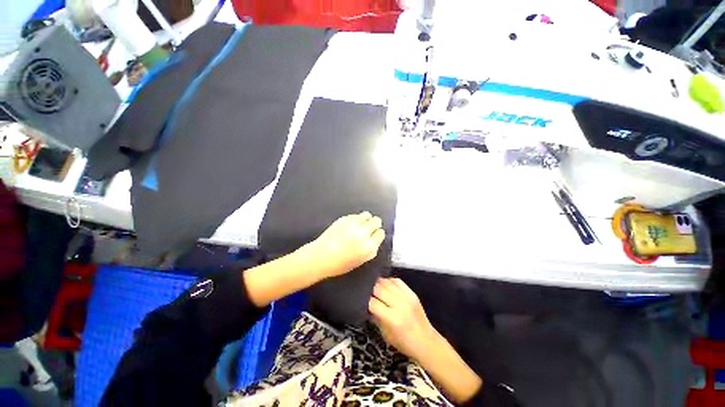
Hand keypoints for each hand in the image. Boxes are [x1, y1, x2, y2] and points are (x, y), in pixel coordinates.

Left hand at [303, 212, 385, 279]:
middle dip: (374, 224)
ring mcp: (353, 224)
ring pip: (367, 214)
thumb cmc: (340, 264)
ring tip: (360, 224)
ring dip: (366, 219)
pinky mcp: (344, 219)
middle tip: (369, 228)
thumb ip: (371, 250)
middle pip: (376, 221)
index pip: (381, 233)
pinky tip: (349, 226)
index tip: (374, 235)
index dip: (378, 234)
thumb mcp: (360, 261)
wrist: (320, 257)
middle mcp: (363, 233)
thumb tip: (375, 239)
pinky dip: (355, 219)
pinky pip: (355, 215)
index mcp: (368, 247)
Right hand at [368, 278, 437, 361]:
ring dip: (378, 284)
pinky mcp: (411, 292)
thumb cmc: (404, 343)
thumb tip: (366, 304)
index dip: (364, 301)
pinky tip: (385, 285)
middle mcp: (399, 304)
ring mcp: (406, 296)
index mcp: (392, 318)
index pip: (372, 303)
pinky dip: (389, 281)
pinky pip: (397, 280)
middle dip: (370, 290)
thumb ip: (375, 317)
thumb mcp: (385, 334)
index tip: (360, 300)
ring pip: (386, 282)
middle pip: (378, 288)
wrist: (426, 341)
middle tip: (365, 292)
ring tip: (374, 287)